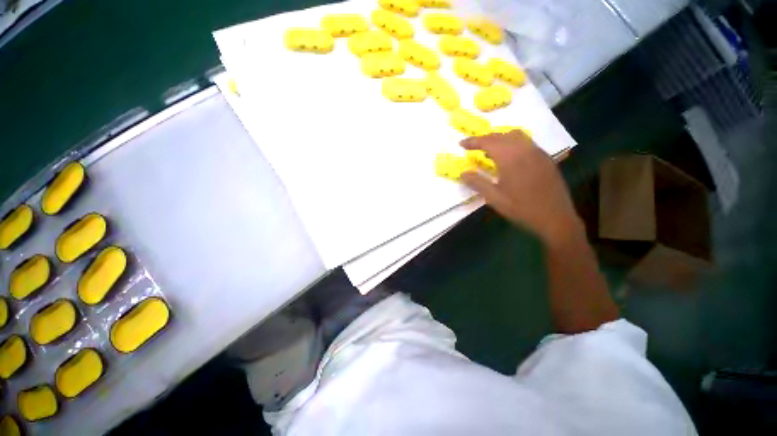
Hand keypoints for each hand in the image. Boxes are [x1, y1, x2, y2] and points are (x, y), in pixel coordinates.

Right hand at [460, 131, 582, 244]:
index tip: (461, 144)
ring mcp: (537, 152)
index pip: (488, 141)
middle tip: (473, 147)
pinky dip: (512, 143)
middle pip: (501, 135)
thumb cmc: (521, 208)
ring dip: (499, 139)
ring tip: (490, 151)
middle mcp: (524, 149)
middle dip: (485, 139)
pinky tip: (509, 158)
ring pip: (516, 136)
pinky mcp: (545, 158)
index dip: (473, 141)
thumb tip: (463, 174)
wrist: (555, 218)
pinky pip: (526, 142)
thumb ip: (477, 183)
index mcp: (510, 158)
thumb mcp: (495, 198)